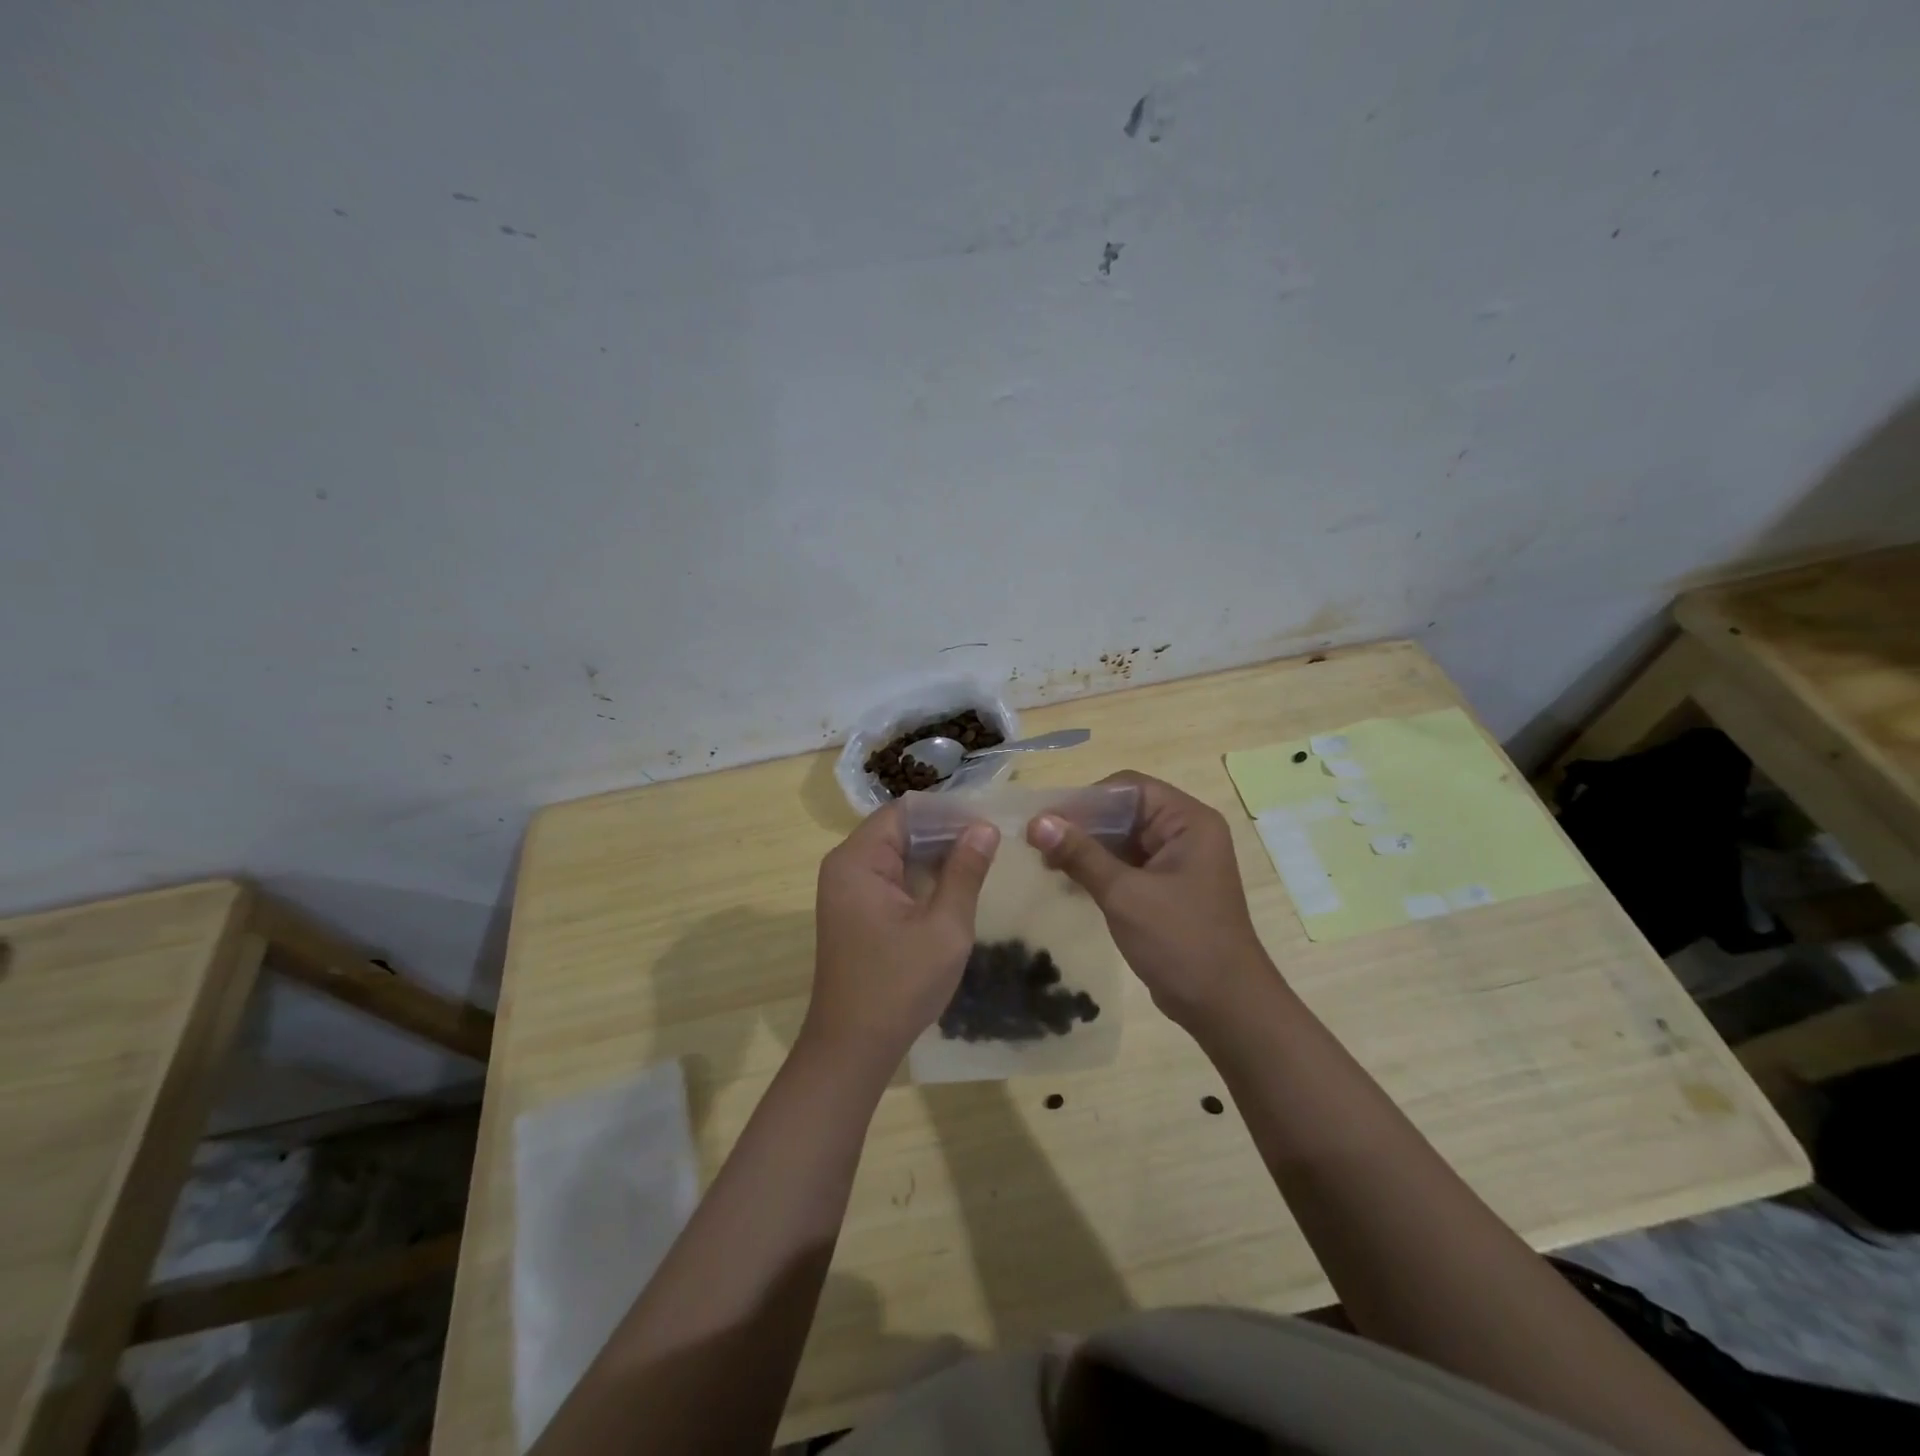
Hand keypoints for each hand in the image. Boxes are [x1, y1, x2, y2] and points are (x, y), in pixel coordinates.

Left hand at [805, 804, 998, 1072]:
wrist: (853, 1048)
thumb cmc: (899, 985)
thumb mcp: (945, 927)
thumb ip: (965, 872)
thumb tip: (984, 827)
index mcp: (858, 860)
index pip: (906, 812)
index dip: (948, 812)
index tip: (988, 821)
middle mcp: (845, 866)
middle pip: (899, 829)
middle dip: (945, 832)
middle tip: (992, 840)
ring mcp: (847, 889)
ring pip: (897, 853)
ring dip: (935, 856)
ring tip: (981, 859)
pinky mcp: (854, 911)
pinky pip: (891, 877)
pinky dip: (921, 877)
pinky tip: (954, 886)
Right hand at [1029, 771, 1277, 1028]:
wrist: (1225, 1008)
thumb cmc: (1180, 941)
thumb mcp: (1124, 894)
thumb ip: (1080, 854)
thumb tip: (1037, 822)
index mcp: (1188, 821)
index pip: (1129, 788)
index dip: (1085, 799)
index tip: (1046, 819)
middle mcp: (1185, 833)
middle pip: (1124, 811)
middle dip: (1082, 825)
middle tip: (1038, 843)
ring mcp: (1177, 862)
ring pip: (1122, 839)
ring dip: (1086, 848)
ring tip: (1046, 862)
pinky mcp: (1167, 889)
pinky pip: (1127, 865)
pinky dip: (1098, 869)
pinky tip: (1067, 881)